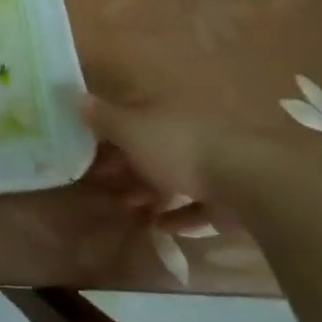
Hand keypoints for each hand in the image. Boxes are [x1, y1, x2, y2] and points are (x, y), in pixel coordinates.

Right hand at [81, 42, 279, 230]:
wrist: (245, 181)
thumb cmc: (178, 148)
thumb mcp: (132, 130)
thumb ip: (104, 118)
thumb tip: (75, 94)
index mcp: (165, 110)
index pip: (132, 115)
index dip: (108, 131)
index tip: (87, 149)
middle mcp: (187, 130)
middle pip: (150, 146)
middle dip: (126, 164)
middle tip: (102, 184)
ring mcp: (210, 162)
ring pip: (172, 174)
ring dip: (148, 191)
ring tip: (126, 207)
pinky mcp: (226, 195)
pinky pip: (195, 205)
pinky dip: (177, 214)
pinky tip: (160, 226)